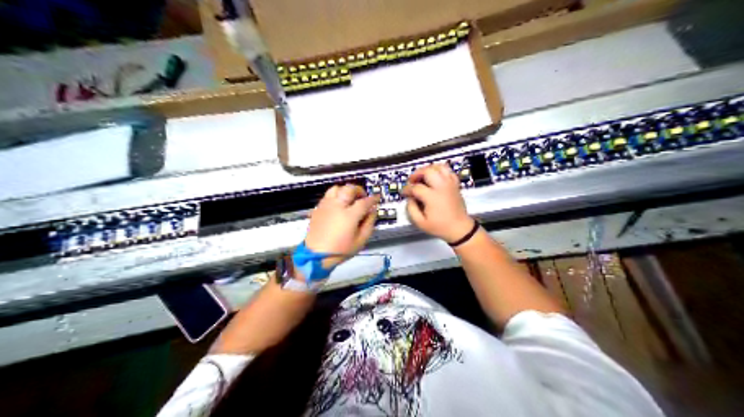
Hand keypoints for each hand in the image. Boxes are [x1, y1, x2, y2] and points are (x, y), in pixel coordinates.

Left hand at [305, 184, 380, 268]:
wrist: (316, 255)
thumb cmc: (340, 250)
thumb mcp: (361, 241)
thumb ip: (369, 224)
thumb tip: (372, 211)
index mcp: (349, 215)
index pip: (364, 202)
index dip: (373, 199)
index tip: (377, 198)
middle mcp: (337, 206)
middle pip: (349, 189)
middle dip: (359, 190)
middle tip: (363, 197)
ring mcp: (326, 205)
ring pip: (337, 188)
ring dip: (345, 190)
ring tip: (349, 198)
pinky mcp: (318, 208)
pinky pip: (328, 195)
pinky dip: (336, 195)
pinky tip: (339, 204)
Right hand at [404, 163, 472, 241]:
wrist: (459, 228)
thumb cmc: (440, 226)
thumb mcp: (420, 223)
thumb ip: (411, 209)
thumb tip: (409, 198)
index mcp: (432, 197)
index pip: (416, 187)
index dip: (407, 189)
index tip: (404, 193)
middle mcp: (442, 187)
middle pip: (427, 171)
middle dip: (417, 174)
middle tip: (412, 181)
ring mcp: (450, 184)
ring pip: (438, 167)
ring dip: (428, 169)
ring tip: (423, 176)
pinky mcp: (455, 184)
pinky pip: (448, 171)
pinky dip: (439, 171)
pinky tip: (435, 177)